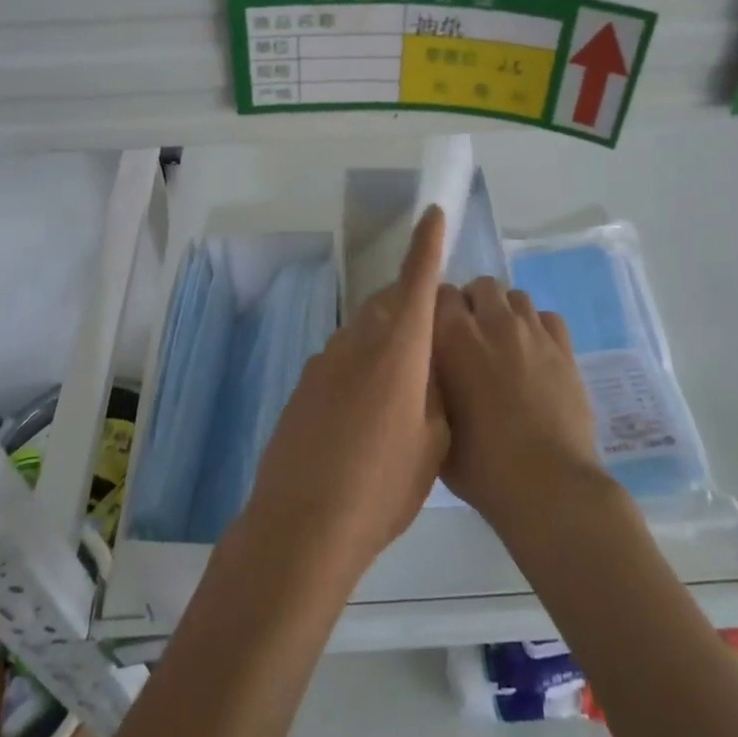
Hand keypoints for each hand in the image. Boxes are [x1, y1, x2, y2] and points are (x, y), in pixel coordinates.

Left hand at [244, 208, 449, 575]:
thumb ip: (435, 392)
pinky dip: (359, 368)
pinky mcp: (303, 384)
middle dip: (411, 308)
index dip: (427, 244)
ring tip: (399, 392)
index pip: (417, 280)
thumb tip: (427, 367)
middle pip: (388, 304)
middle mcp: (358, 341)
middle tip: (430, 344)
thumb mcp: (433, 443)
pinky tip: (362, 417)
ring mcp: (324, 360)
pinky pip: (341, 359)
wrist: (302, 523)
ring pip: (363, 332)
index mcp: (399, 349)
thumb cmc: (383, 487)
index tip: (432, 212)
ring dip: (384, 343)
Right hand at [433, 278, 608, 538]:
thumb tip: (432, 368)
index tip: (437, 332)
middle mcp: (493, 322)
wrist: (547, 486)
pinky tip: (534, 354)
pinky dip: (537, 327)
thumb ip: (431, 384)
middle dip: (474, 304)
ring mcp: (533, 332)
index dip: (437, 309)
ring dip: (505, 312)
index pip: (440, 292)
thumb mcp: (436, 423)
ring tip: (503, 344)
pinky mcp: (565, 348)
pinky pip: (547, 317)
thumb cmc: (481, 465)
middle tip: (471, 338)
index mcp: (453, 337)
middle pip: (481, 285)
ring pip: (516, 296)